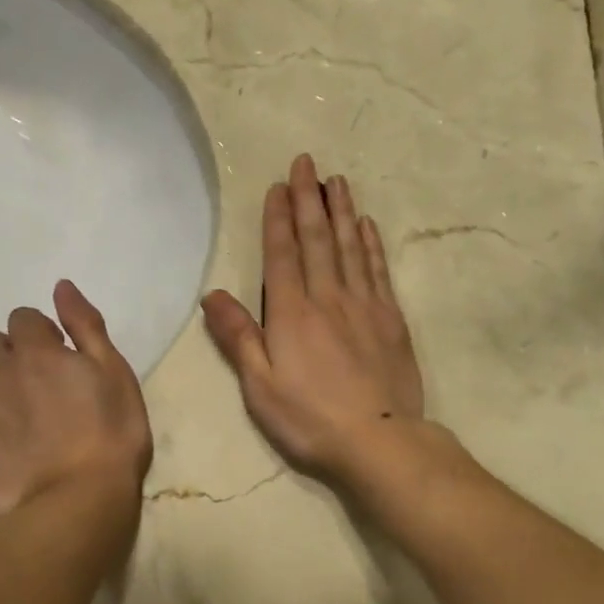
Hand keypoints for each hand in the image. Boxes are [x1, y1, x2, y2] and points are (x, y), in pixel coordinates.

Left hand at [0, 280, 151, 517]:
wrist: (79, 500)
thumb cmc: (111, 435)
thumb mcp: (115, 373)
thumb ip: (86, 327)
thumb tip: (60, 286)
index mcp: (37, 350)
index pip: (22, 317)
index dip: (41, 334)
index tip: (59, 358)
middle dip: (6, 354)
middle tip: (34, 384)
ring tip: (6, 409)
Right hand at [202, 154, 426, 485]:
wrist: (380, 440)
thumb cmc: (310, 419)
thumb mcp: (260, 387)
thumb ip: (238, 338)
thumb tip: (212, 295)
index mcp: (292, 313)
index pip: (283, 254)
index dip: (279, 218)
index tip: (279, 186)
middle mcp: (328, 298)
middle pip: (317, 239)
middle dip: (310, 198)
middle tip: (307, 163)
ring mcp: (364, 305)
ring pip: (350, 246)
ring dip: (342, 211)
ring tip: (337, 180)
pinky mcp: (391, 319)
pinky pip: (377, 270)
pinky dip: (370, 244)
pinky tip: (366, 226)